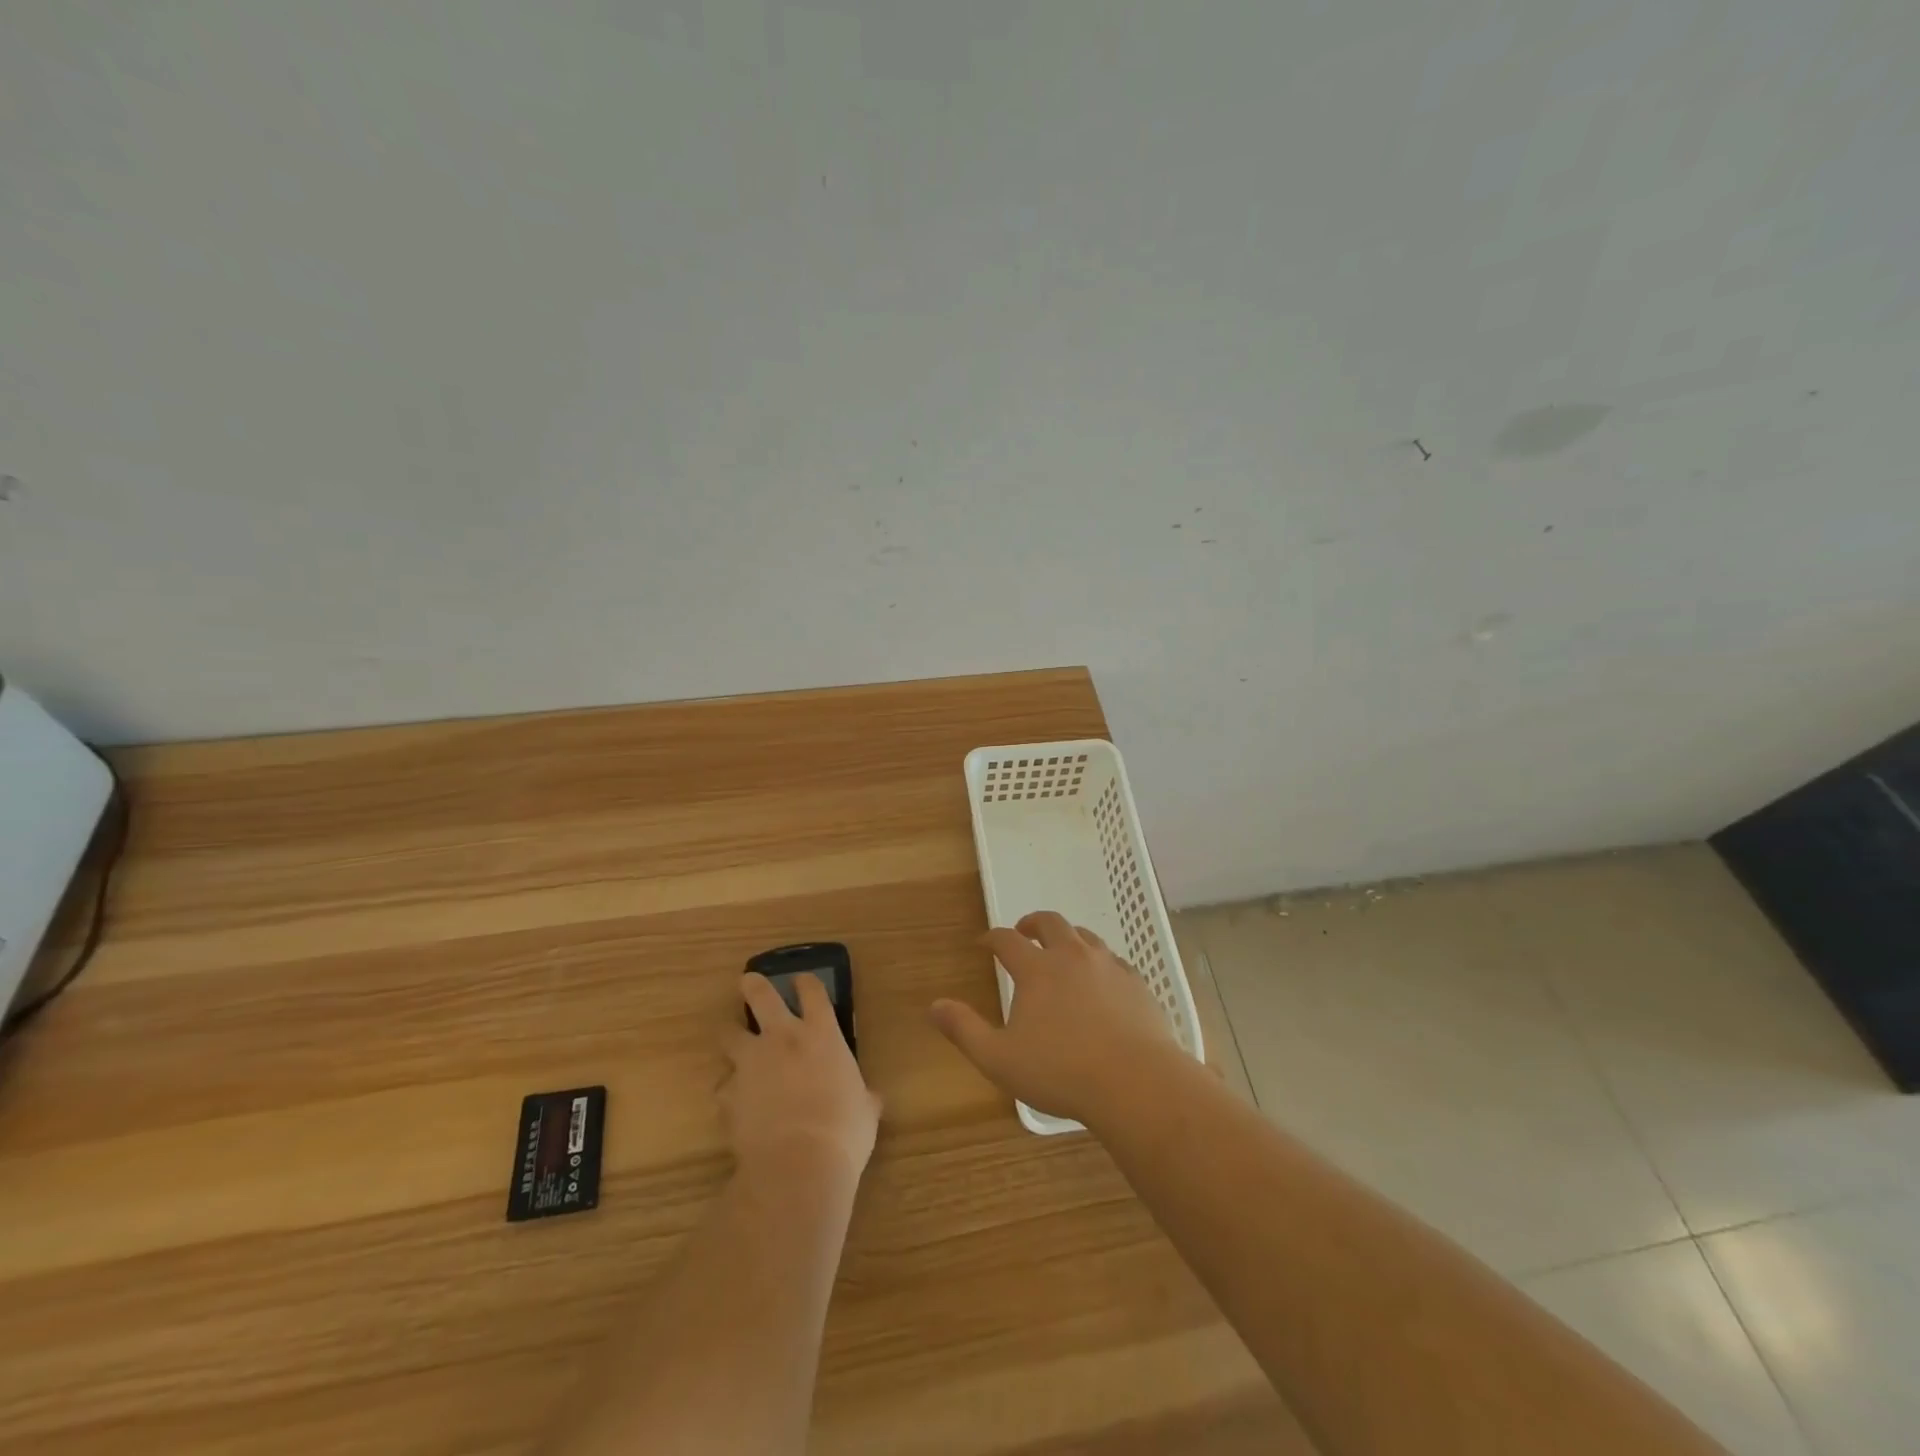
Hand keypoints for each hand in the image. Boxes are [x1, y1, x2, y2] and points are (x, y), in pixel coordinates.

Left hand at [721, 974, 881, 1186]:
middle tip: (748, 981)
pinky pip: (723, 1086)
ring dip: (731, 1035)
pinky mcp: (729, 1094)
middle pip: (762, 997)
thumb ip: (863, 1097)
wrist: (797, 1166)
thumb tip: (870, 1100)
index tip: (802, 980)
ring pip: (729, 1034)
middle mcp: (783, 1039)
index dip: (806, 982)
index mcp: (822, 1035)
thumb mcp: (865, 1111)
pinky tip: (735, 1103)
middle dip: (754, 986)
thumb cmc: (843, 1132)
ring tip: (732, 1040)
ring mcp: (751, 1064)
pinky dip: (729, 1090)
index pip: (813, 992)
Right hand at [930, 911, 1178, 1126]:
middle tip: (1024, 931)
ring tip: (1062, 951)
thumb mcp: (999, 1059)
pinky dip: (1099, 961)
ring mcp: (1109, 966)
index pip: (1007, 940)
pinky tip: (1101, 980)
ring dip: (1068, 937)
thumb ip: (964, 1030)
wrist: (1136, 1082)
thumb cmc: (1061, 1072)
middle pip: (1051, 923)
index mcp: (1037, 969)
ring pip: (1085, 936)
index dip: (992, 938)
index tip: (984, 942)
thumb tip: (934, 1005)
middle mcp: (1072, 956)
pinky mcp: (1137, 983)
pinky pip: (1114, 960)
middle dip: (1033, 923)